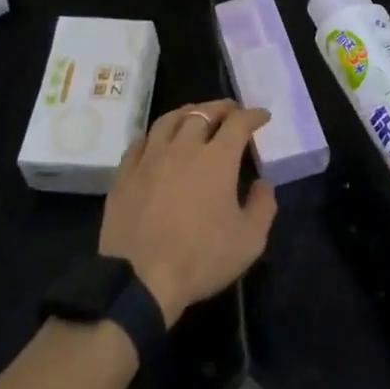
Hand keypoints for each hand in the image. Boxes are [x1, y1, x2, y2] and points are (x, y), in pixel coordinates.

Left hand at [99, 99, 277, 326]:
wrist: (139, 280)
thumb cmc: (200, 259)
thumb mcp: (248, 241)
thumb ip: (263, 206)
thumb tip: (264, 183)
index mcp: (216, 158)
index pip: (238, 123)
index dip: (253, 115)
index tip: (262, 116)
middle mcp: (183, 147)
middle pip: (202, 113)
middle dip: (221, 108)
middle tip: (230, 110)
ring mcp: (150, 157)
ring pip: (169, 120)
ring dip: (187, 113)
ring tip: (194, 116)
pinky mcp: (125, 173)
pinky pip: (140, 142)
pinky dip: (155, 135)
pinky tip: (157, 142)